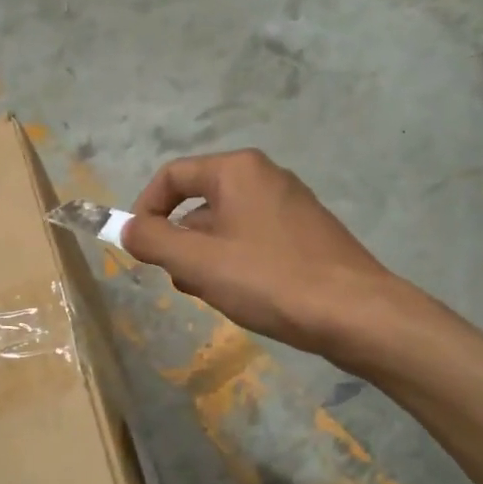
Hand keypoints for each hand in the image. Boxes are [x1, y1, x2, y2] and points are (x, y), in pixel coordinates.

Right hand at [121, 149, 395, 355]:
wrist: (356, 313)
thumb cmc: (270, 280)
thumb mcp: (198, 263)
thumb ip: (153, 241)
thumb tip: (126, 228)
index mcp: (237, 170)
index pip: (172, 177)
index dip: (145, 209)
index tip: (138, 248)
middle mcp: (265, 176)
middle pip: (200, 202)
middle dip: (181, 242)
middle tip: (182, 281)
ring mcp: (291, 204)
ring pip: (227, 225)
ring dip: (208, 258)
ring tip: (216, 295)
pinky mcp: (307, 232)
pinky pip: (254, 239)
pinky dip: (237, 262)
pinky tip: (246, 296)